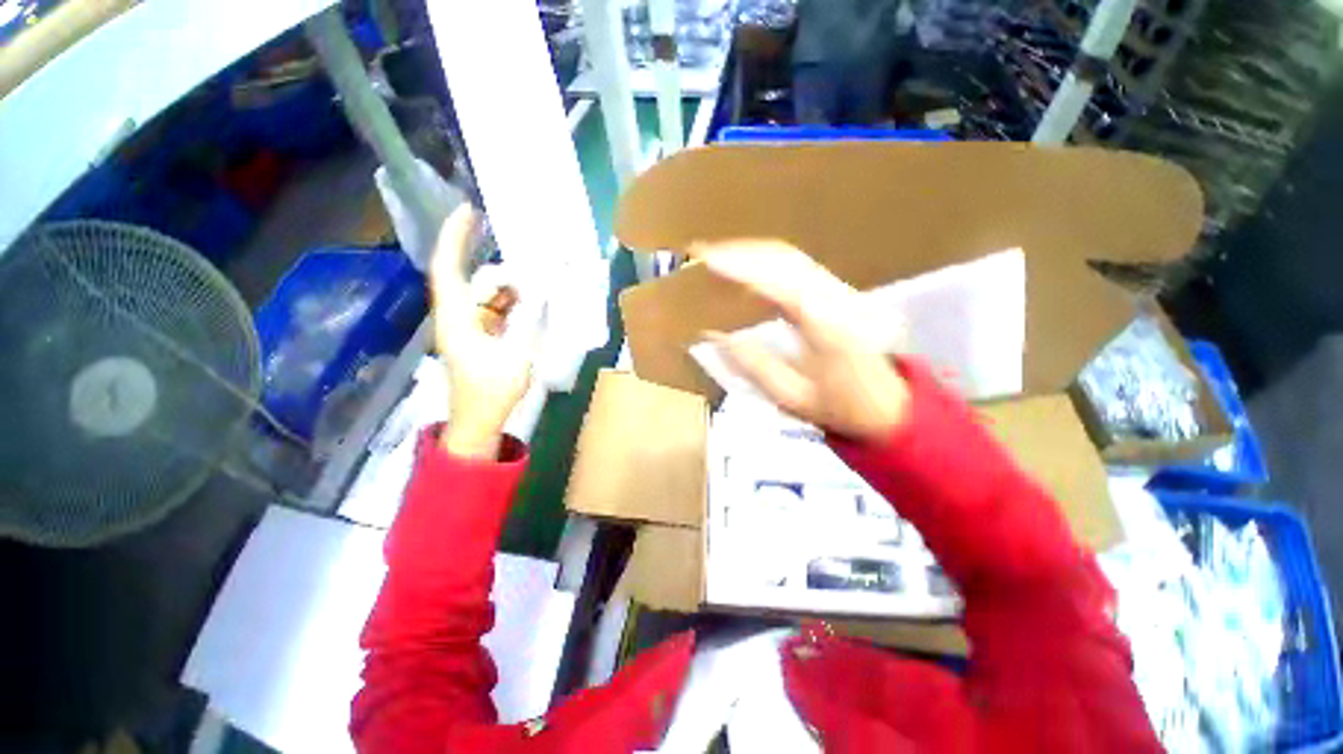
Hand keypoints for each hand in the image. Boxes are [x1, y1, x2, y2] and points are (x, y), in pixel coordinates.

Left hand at [430, 206, 533, 458]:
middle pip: (469, 279)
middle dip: (495, 267)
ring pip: (483, 295)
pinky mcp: (478, 337)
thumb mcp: (516, 355)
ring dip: (506, 288)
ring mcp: (467, 327)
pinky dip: (509, 304)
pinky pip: (492, 310)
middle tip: (525, 261)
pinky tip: (528, 304)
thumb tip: (541, 292)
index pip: (447, 268)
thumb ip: (529, 321)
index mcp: (456, 318)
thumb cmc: (491, 391)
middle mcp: (456, 317)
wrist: (479, 420)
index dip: (454, 237)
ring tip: (533, 286)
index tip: (468, 211)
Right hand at [698, 241, 909, 441]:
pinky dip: (767, 262)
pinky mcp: (839, 292)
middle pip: (784, 258)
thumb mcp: (791, 397)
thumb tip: (713, 336)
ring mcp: (841, 291)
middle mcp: (836, 297)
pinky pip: (798, 266)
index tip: (705, 258)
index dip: (738, 266)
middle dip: (740, 251)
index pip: (777, 280)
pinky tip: (747, 268)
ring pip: (791, 257)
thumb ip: (752, 364)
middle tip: (702, 251)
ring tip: (717, 256)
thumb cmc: (841, 408)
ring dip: (752, 252)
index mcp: (825, 324)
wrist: (891, 407)